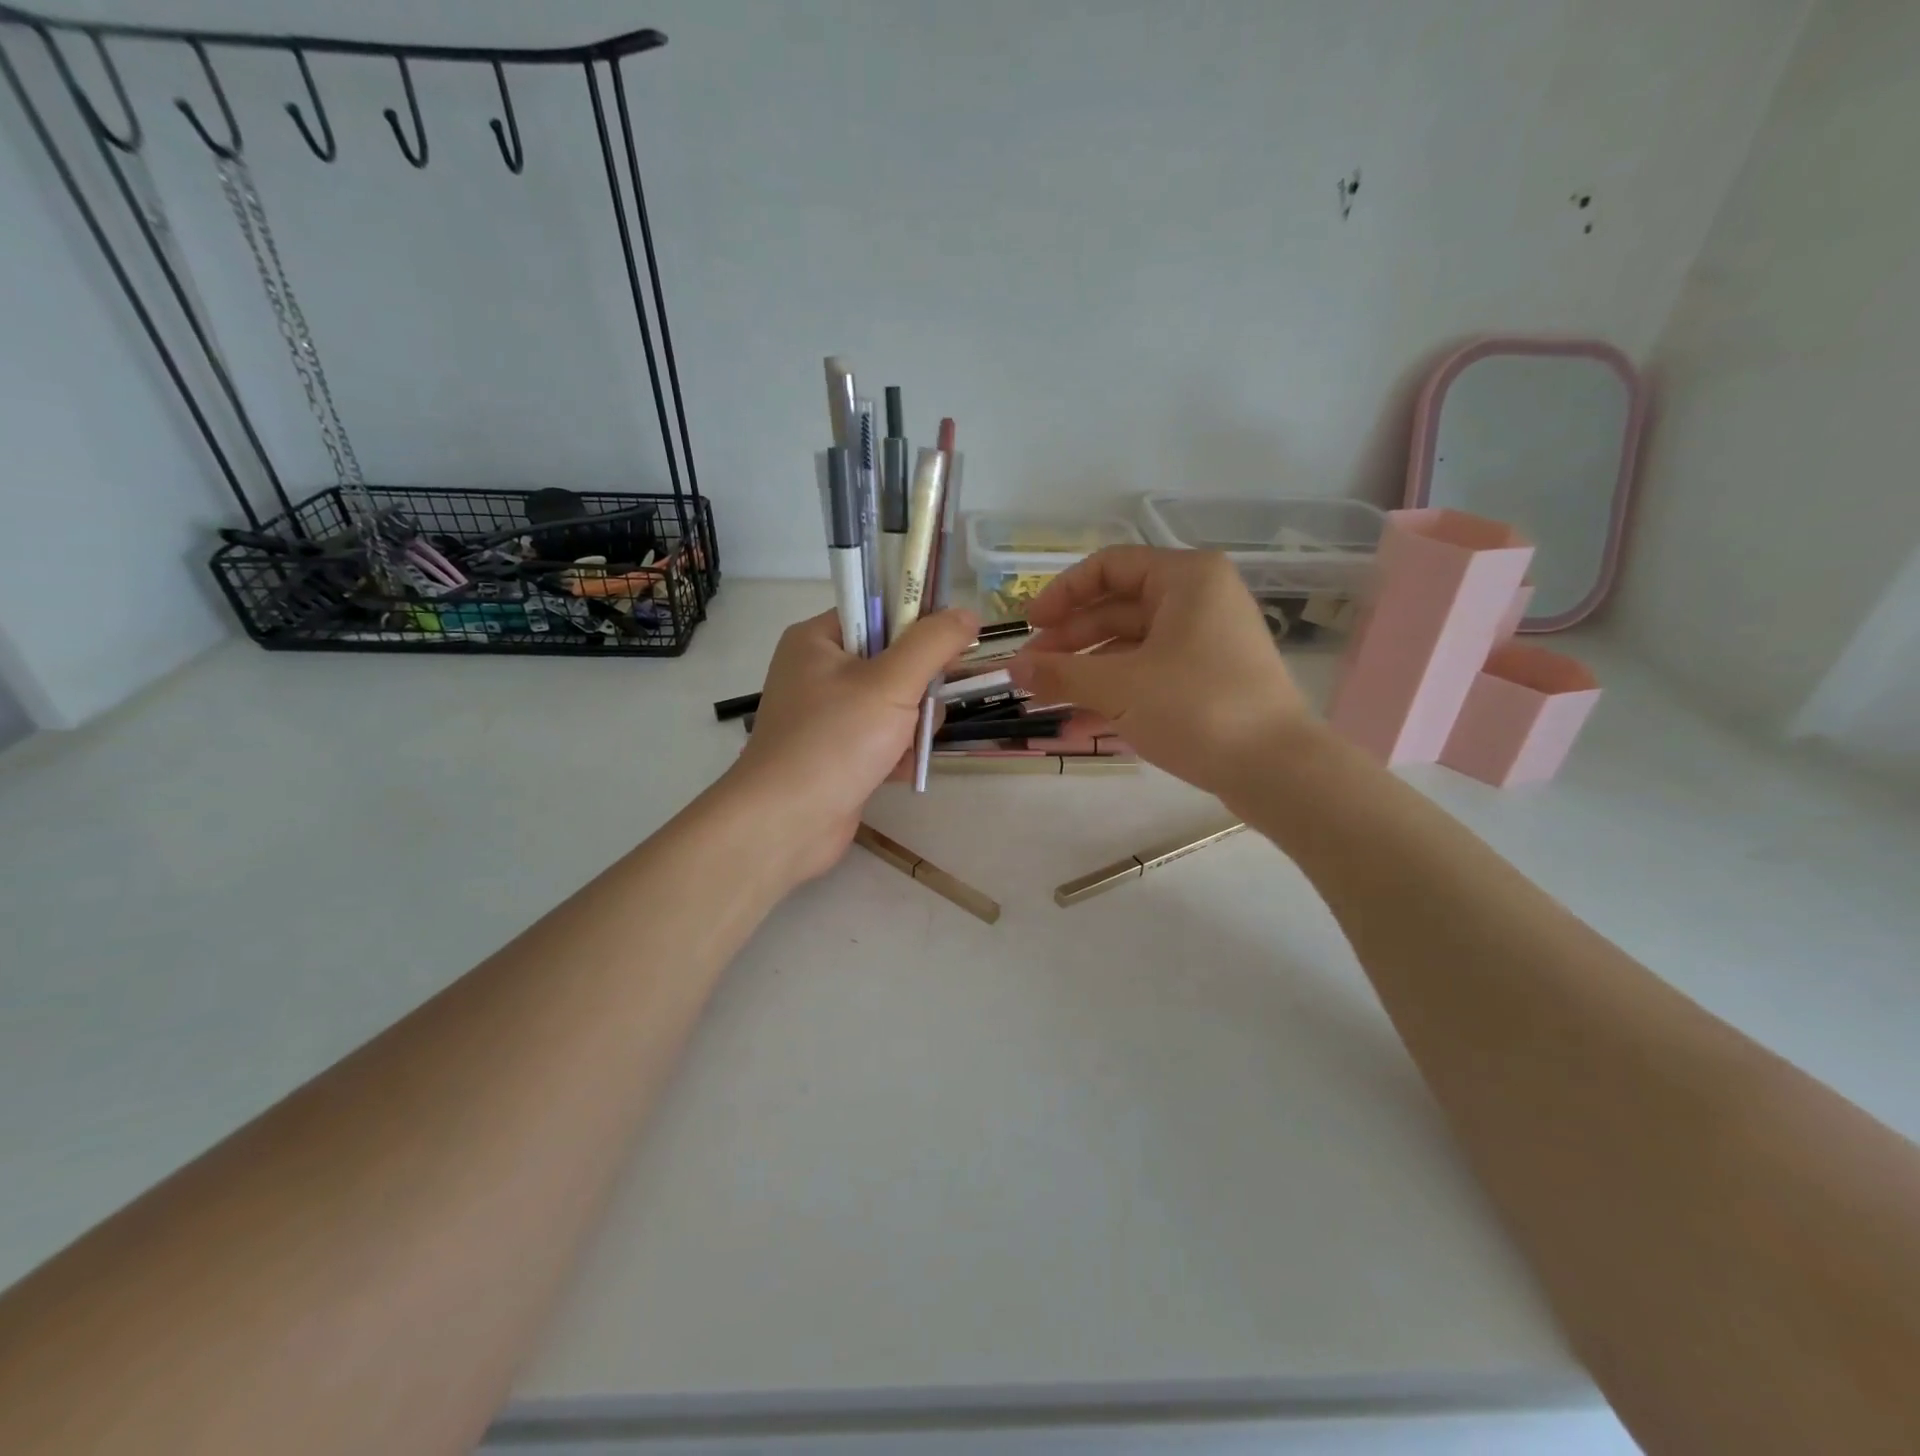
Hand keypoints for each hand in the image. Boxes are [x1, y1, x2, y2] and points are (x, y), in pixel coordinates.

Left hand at [726, 606, 979, 882]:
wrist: (785, 824)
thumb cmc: (834, 742)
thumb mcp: (890, 683)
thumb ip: (933, 644)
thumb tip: (967, 613)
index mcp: (818, 640)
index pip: (878, 611)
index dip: (917, 626)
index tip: (946, 652)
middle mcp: (818, 671)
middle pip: (892, 660)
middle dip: (918, 688)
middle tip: (920, 710)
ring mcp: (827, 715)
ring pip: (894, 703)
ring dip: (912, 726)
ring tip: (905, 749)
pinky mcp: (837, 752)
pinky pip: (883, 737)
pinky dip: (897, 753)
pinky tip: (897, 771)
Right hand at [1007, 547, 1309, 796]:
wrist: (1277, 769)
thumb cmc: (1196, 708)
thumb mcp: (1118, 688)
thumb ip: (1060, 674)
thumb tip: (1012, 669)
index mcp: (1185, 579)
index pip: (1108, 567)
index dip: (1061, 595)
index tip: (1029, 627)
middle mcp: (1198, 601)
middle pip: (1116, 609)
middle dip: (1068, 643)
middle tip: (1030, 673)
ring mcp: (1206, 643)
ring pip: (1130, 648)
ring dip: (1085, 674)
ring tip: (1044, 702)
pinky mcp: (1208, 681)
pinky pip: (1149, 676)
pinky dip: (1115, 695)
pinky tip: (1077, 726)